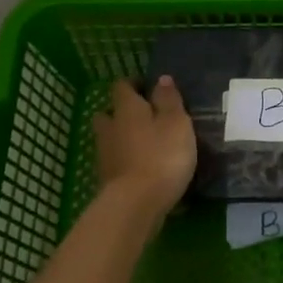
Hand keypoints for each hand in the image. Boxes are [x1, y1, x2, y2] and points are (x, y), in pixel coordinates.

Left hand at [93, 76, 196, 217]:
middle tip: (144, 117)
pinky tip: (141, 167)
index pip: (122, 87)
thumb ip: (169, 100)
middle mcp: (110, 127)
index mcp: (127, 109)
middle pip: (109, 113)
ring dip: (123, 137)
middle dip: (123, 112)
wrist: (136, 203)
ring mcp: (105, 155)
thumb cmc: (162, 156)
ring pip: (110, 138)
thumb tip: (161, 78)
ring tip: (145, 144)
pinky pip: (115, 160)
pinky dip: (125, 160)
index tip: (148, 87)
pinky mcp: (107, 179)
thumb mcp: (177, 123)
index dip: (134, 84)